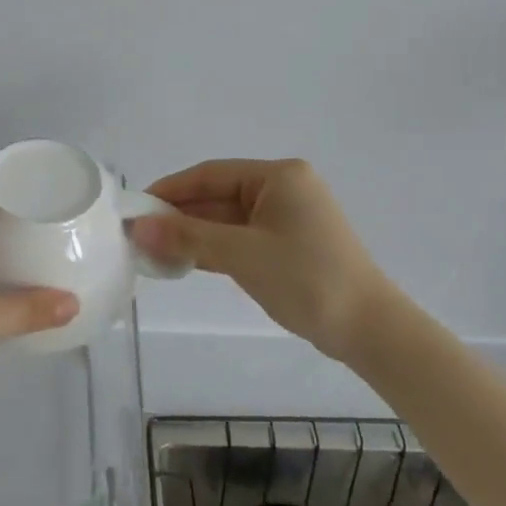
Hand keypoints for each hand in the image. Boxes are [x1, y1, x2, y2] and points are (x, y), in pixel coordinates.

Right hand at [130, 158, 387, 359]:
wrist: (370, 330)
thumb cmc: (307, 279)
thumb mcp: (242, 254)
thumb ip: (188, 237)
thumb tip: (139, 228)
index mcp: (278, 176)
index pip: (210, 175)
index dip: (169, 190)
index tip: (135, 209)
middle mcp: (284, 188)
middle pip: (218, 196)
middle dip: (179, 216)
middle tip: (139, 235)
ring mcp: (288, 218)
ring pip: (227, 219)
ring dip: (193, 234)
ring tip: (153, 251)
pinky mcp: (289, 245)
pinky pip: (241, 237)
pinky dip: (214, 248)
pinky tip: (185, 261)